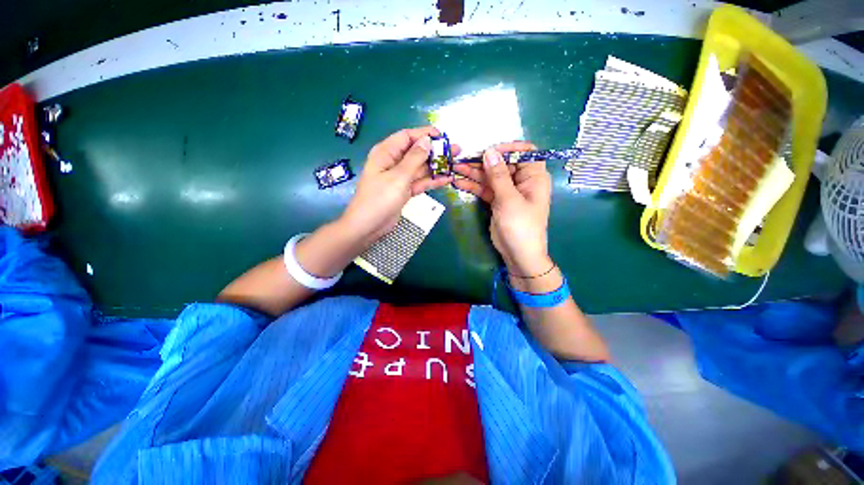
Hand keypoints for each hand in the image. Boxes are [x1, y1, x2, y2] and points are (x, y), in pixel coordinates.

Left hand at [338, 126, 459, 248]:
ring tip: (456, 164)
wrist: (368, 226)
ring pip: (420, 168)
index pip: (407, 136)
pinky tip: (447, 179)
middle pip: (417, 152)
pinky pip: (420, 182)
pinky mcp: (404, 190)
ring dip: (437, 167)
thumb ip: (414, 158)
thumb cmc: (380, 199)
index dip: (425, 134)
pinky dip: (432, 181)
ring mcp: (400, 177)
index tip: (443, 137)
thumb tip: (427, 140)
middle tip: (456, 151)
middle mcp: (393, 162)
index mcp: (386, 152)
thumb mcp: (398, 177)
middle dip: (436, 151)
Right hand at [453, 142, 552, 276]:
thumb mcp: (509, 199)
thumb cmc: (520, 226)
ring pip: (490, 177)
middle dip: (482, 162)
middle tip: (462, 160)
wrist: (518, 254)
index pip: (524, 152)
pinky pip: (485, 189)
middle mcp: (521, 181)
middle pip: (501, 164)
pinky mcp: (497, 201)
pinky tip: (458, 182)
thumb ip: (498, 175)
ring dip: (474, 173)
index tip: (488, 151)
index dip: (507, 148)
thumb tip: (489, 151)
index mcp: (533, 176)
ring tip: (455, 168)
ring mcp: (507, 191)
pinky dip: (473, 186)